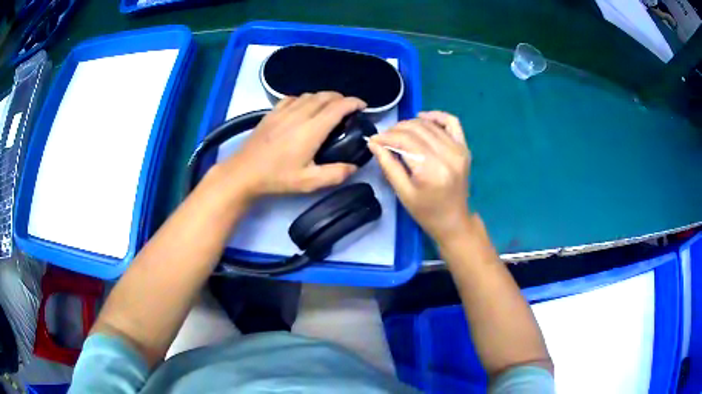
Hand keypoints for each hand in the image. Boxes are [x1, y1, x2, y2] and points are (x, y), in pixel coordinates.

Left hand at [218, 92, 365, 200]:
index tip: (362, 106)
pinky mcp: (272, 112)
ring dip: (324, 97)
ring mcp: (283, 111)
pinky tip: (305, 108)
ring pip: (310, 94)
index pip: (338, 106)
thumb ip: (335, 174)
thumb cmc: (277, 177)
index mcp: (311, 129)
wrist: (244, 172)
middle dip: (341, 98)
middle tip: (349, 109)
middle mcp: (299, 114)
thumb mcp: (309, 182)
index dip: (354, 102)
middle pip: (325, 96)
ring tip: (330, 108)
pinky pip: (293, 98)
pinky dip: (305, 99)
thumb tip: (354, 167)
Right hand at [368, 111, 470, 240]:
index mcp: (432, 170)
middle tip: (384, 138)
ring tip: (398, 133)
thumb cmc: (426, 212)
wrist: (454, 220)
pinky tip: (422, 118)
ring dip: (410, 124)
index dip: (386, 137)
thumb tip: (374, 142)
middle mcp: (448, 155)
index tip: (373, 139)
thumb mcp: (403, 193)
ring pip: (430, 124)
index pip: (405, 141)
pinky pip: (451, 122)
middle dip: (396, 130)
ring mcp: (459, 149)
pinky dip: (436, 116)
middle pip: (417, 129)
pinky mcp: (464, 148)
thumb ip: (388, 165)